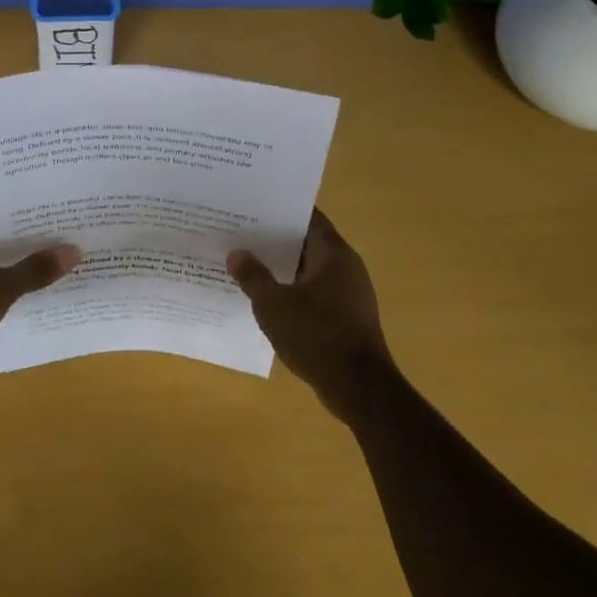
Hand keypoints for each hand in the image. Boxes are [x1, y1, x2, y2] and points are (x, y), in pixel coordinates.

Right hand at [228, 208, 396, 424]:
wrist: (359, 388)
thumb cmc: (316, 335)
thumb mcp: (273, 305)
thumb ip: (253, 276)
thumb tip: (237, 254)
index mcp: (333, 253)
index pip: (308, 217)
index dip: (281, 211)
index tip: (253, 208)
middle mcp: (347, 266)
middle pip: (307, 243)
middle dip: (276, 241)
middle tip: (242, 236)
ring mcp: (350, 293)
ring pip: (310, 270)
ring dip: (283, 269)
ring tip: (249, 266)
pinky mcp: (348, 317)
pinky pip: (316, 294)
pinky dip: (294, 292)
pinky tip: (269, 301)